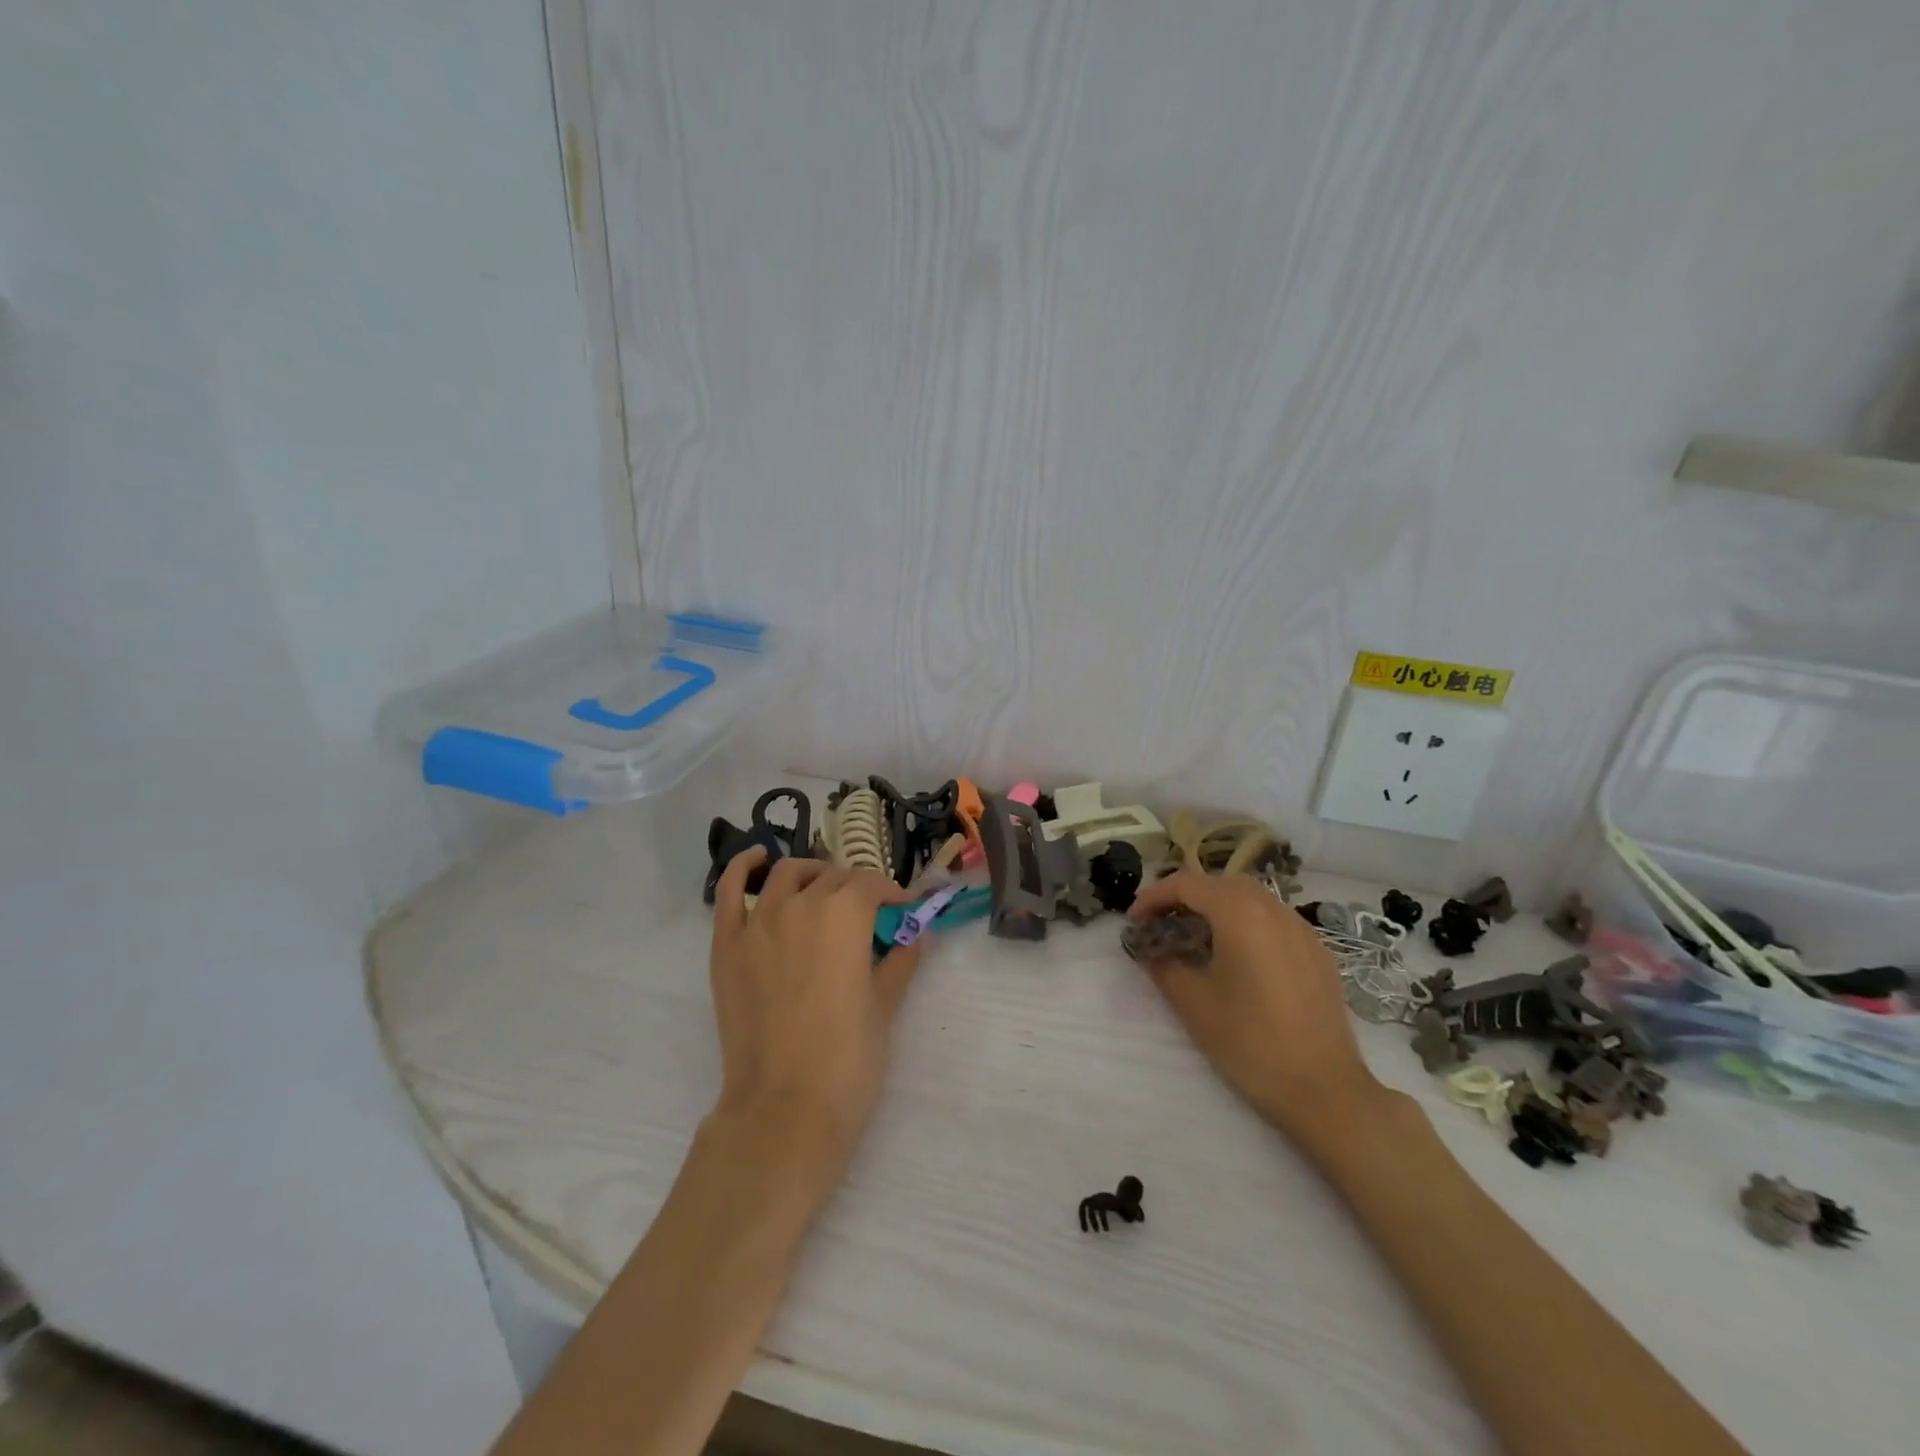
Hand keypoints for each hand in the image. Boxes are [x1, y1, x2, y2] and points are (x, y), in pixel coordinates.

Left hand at [706, 849, 923, 1180]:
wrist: (784, 1110)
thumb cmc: (847, 1060)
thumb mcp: (885, 1006)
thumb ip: (901, 962)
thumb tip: (917, 937)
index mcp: (845, 915)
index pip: (872, 886)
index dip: (891, 895)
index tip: (901, 911)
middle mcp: (801, 904)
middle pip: (833, 879)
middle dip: (856, 889)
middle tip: (867, 914)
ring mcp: (758, 922)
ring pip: (788, 875)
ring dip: (812, 875)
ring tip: (822, 891)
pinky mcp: (727, 944)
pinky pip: (731, 890)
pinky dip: (745, 867)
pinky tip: (758, 860)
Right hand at [1126, 871, 1388, 1151]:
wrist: (1325, 1091)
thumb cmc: (1250, 1042)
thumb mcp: (1194, 1003)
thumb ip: (1165, 965)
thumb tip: (1152, 949)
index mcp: (1240, 914)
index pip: (1186, 884)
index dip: (1153, 897)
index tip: (1133, 921)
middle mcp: (1273, 909)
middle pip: (1220, 883)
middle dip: (1185, 896)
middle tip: (1160, 923)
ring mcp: (1302, 930)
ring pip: (1250, 898)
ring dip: (1216, 906)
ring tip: (1195, 935)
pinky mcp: (1318, 953)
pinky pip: (1273, 920)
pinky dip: (1245, 922)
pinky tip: (1237, 955)